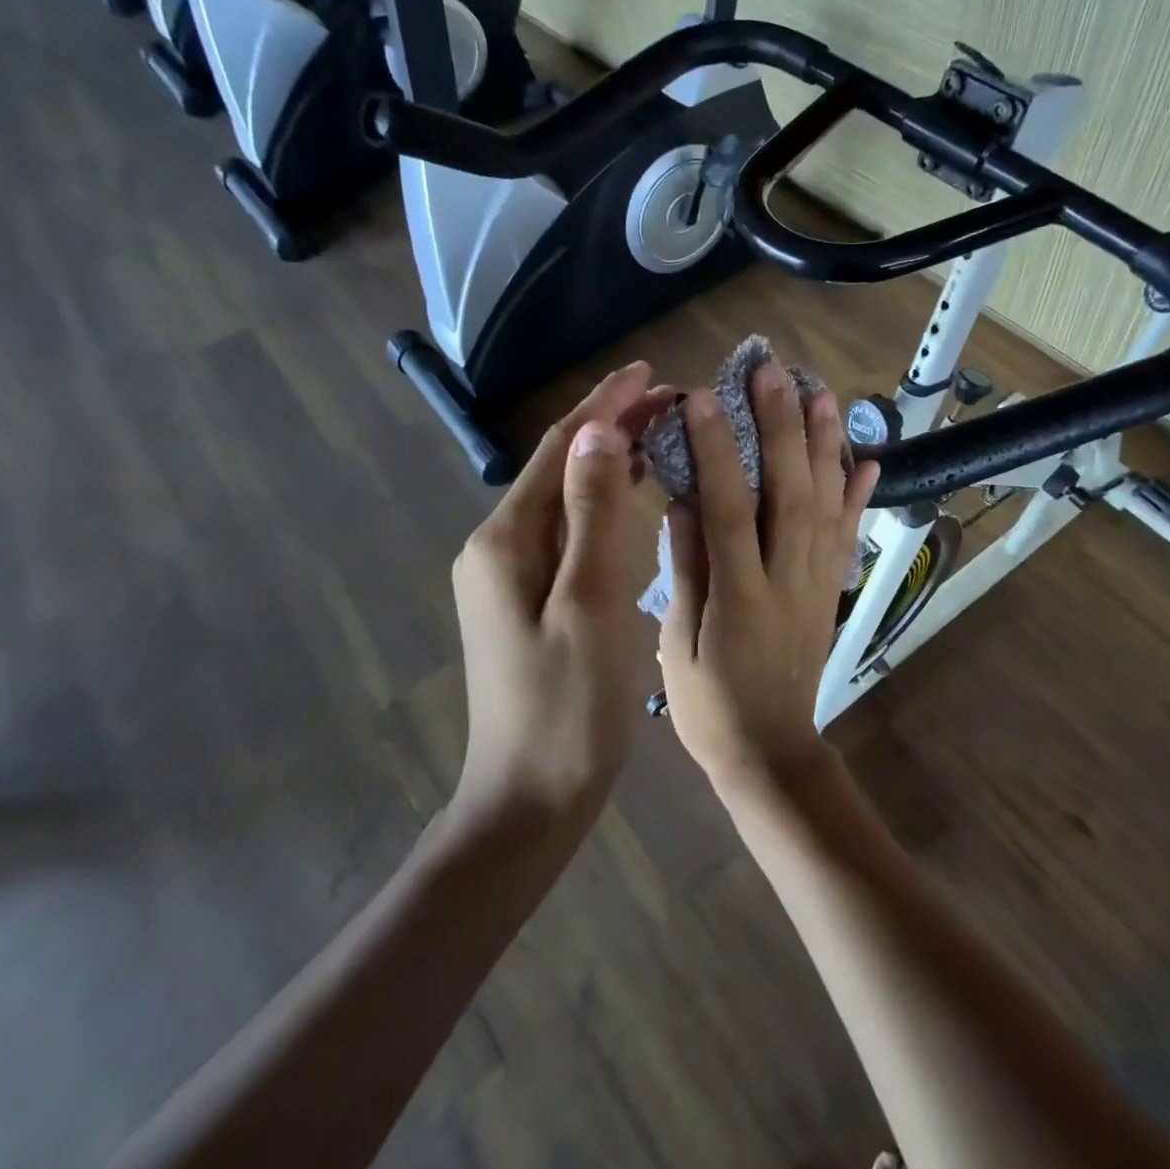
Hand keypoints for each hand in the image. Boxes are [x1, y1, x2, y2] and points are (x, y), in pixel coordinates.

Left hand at [452, 362, 674, 817]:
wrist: (531, 796)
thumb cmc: (568, 706)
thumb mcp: (588, 604)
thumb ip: (593, 514)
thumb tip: (598, 431)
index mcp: (507, 541)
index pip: (558, 449)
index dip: (603, 405)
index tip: (649, 371)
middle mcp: (500, 547)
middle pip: (559, 468)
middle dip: (609, 426)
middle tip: (669, 399)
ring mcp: (511, 575)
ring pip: (566, 499)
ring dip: (609, 461)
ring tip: (661, 434)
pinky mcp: (529, 599)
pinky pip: (570, 532)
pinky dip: (604, 503)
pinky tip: (635, 499)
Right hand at [659, 360, 878, 784]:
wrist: (772, 752)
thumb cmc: (710, 705)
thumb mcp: (678, 646)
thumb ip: (684, 572)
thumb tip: (682, 503)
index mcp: (740, 596)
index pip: (729, 509)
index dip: (719, 451)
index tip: (705, 398)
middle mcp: (788, 579)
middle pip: (790, 491)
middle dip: (782, 426)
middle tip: (774, 371)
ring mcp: (817, 583)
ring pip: (826, 503)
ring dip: (825, 445)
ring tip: (821, 393)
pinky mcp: (832, 590)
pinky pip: (848, 535)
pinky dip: (859, 495)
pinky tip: (867, 459)